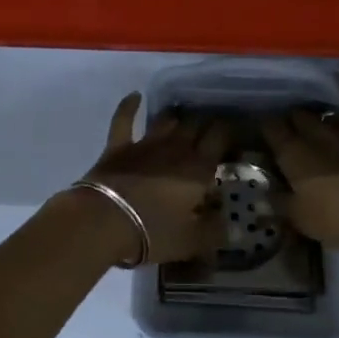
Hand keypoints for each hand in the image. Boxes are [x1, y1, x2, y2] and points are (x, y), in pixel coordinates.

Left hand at [76, 94, 228, 265]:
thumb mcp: (191, 241)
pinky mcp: (118, 146)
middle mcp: (176, 148)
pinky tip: (135, 96)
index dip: (228, 131)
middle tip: (210, 126)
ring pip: (166, 120)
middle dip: (205, 122)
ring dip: (176, 116)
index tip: (235, 132)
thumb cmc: (153, 232)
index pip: (220, 138)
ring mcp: (145, 144)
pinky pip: (124, 119)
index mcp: (198, 168)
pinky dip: (129, 106)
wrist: (103, 222)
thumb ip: (214, 231)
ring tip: (183, 116)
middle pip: (195, 124)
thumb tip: (229, 224)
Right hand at [260, 74, 338, 249]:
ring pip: (321, 112)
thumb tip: (264, 191)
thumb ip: (279, 202)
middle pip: (295, 116)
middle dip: (290, 121)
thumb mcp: (300, 219)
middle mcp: (313, 133)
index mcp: (292, 155)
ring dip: (315, 115)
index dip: (266, 129)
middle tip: (290, 132)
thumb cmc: (338, 219)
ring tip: (313, 120)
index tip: (264, 133)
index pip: (271, 130)